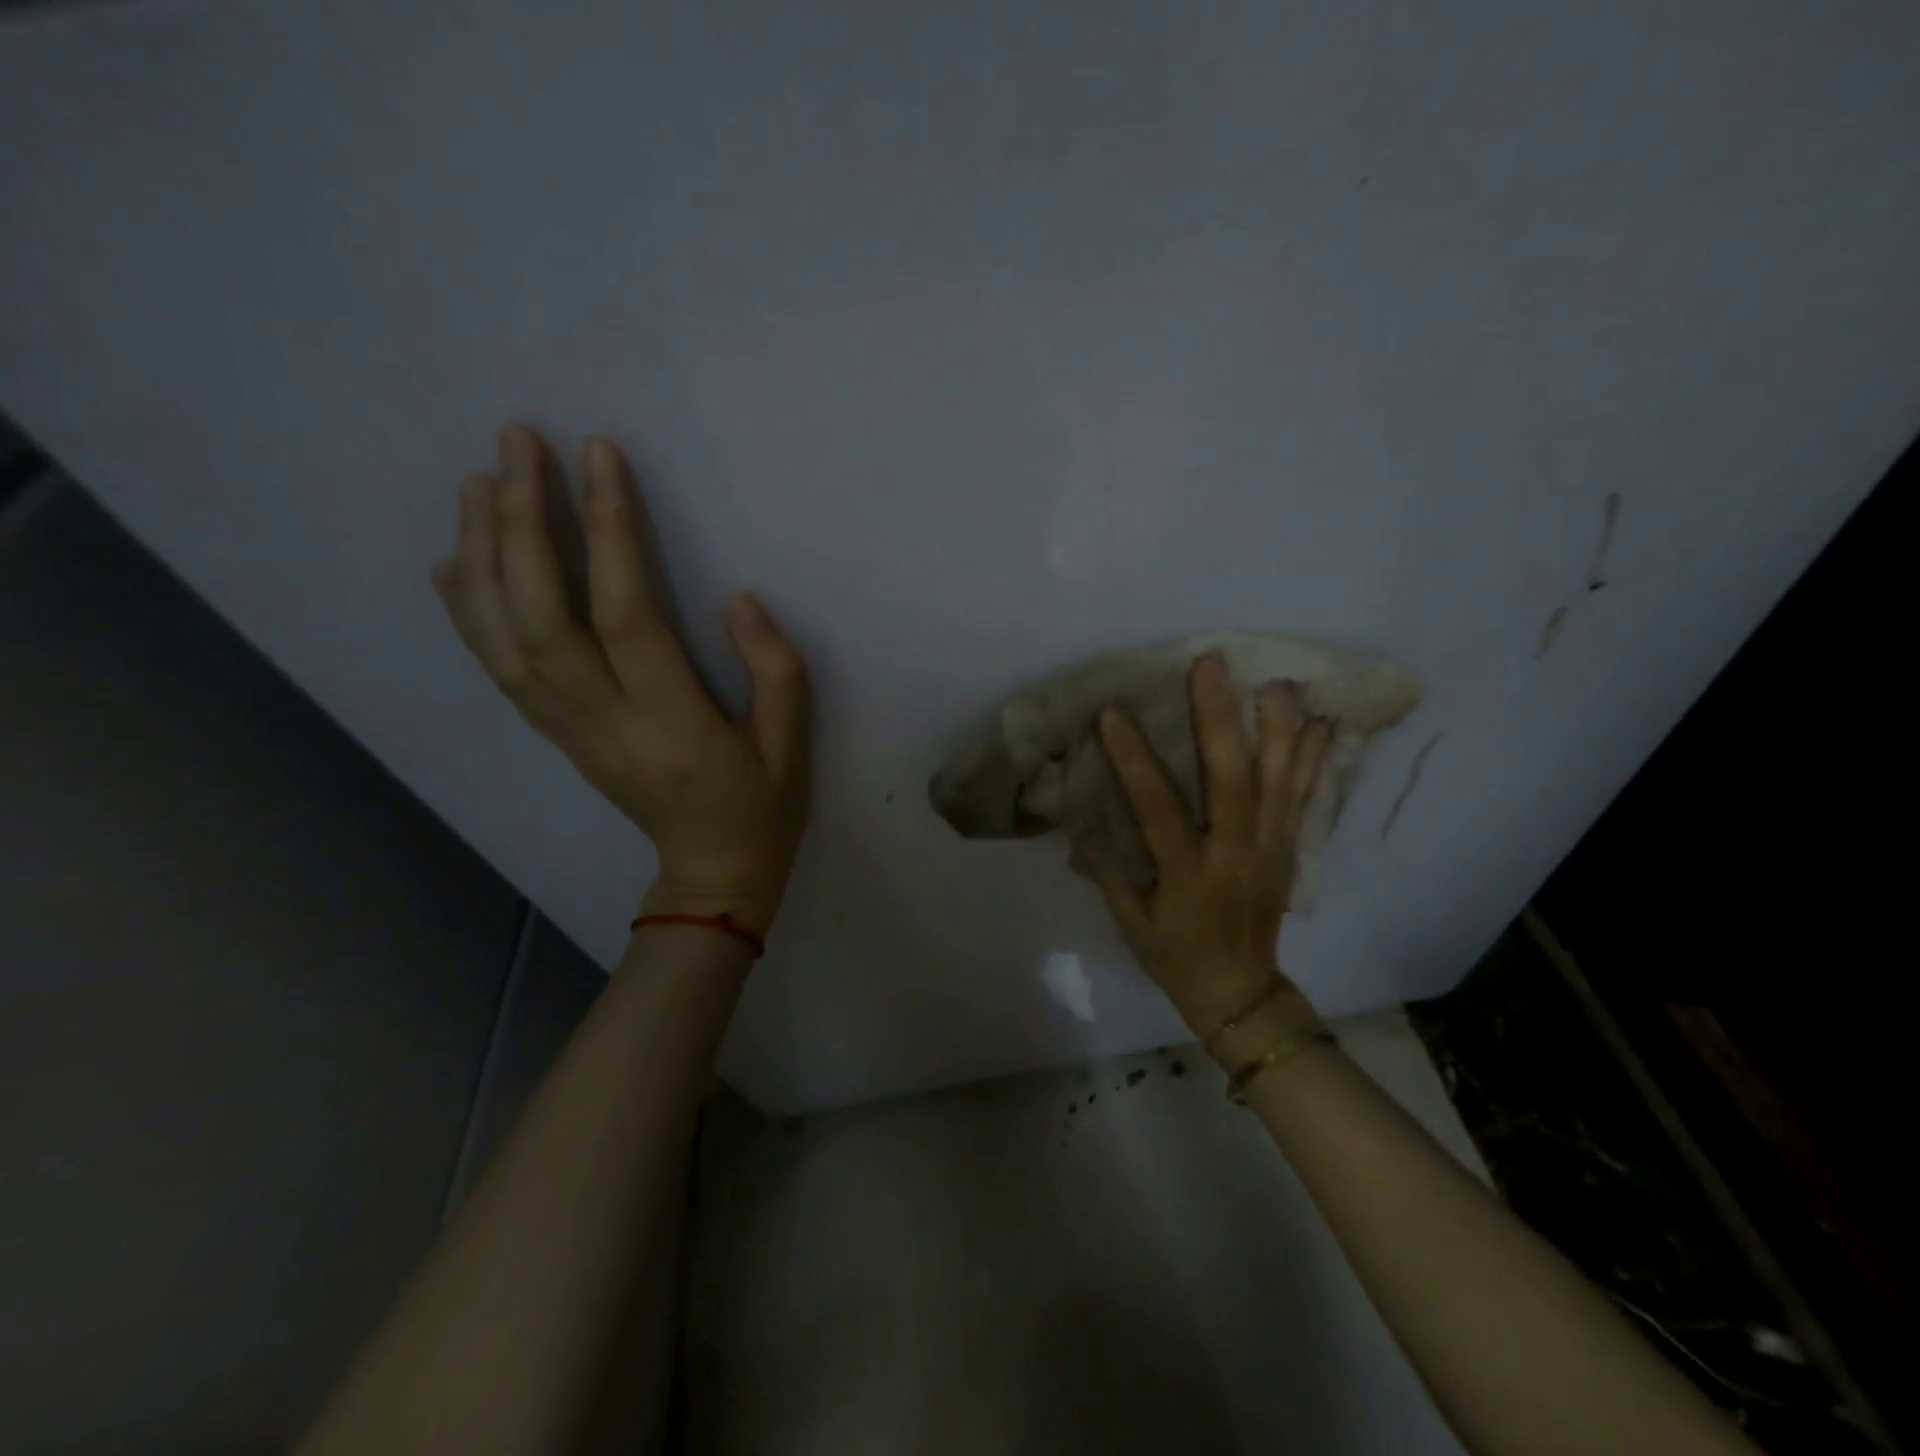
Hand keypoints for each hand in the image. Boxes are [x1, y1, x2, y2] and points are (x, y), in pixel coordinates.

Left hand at [432, 423, 811, 936]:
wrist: (712, 873)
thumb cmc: (763, 805)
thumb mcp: (793, 742)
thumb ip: (774, 668)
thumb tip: (736, 599)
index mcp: (671, 722)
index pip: (626, 613)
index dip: (609, 531)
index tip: (599, 456)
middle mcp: (604, 721)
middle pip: (542, 616)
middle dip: (522, 522)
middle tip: (516, 444)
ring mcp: (569, 731)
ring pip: (504, 638)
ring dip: (483, 555)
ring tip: (477, 482)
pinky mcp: (558, 736)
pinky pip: (499, 671)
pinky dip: (467, 613)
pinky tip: (454, 562)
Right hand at [1077, 652, 1331, 1037]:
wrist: (1241, 995)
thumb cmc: (1175, 958)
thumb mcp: (1131, 924)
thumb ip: (1107, 873)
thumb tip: (1078, 826)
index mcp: (1188, 874)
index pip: (1158, 808)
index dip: (1134, 760)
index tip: (1113, 714)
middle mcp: (1236, 854)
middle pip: (1232, 780)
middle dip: (1219, 719)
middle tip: (1210, 665)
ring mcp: (1270, 849)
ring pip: (1280, 780)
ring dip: (1278, 726)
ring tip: (1276, 678)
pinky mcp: (1289, 849)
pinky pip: (1305, 797)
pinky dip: (1315, 758)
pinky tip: (1323, 721)